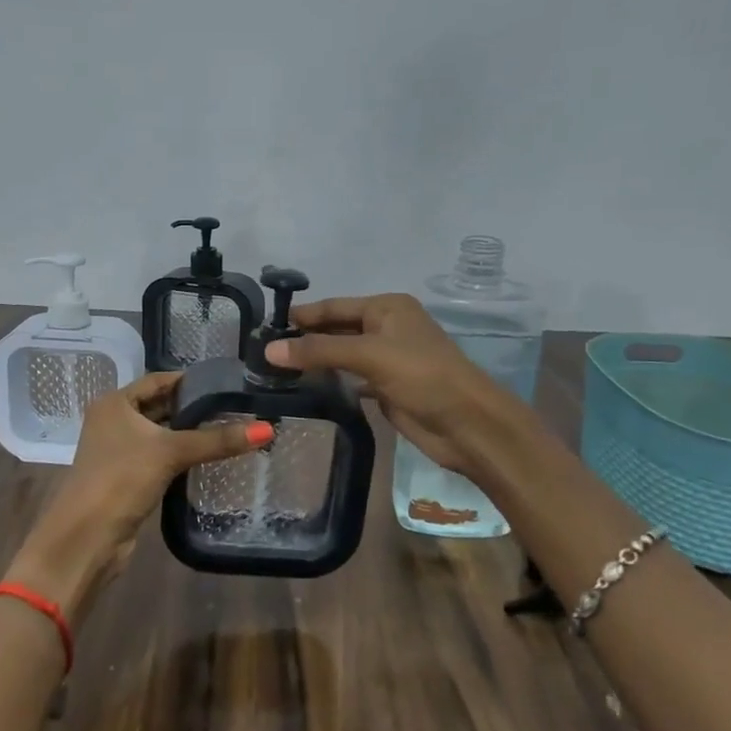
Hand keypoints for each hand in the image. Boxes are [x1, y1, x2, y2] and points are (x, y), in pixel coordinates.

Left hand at [6, 372, 271, 620]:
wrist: (87, 538)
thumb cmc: (122, 479)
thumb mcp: (171, 452)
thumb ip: (217, 439)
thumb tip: (267, 430)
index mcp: (114, 403)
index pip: (158, 380)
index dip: (190, 380)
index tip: (226, 382)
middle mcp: (113, 421)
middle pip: (160, 406)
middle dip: (193, 407)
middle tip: (235, 406)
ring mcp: (118, 450)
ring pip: (160, 433)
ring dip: (188, 433)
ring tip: (230, 428)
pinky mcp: (126, 477)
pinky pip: (159, 457)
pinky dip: (180, 454)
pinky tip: (208, 456)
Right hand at [265, 293, 533, 480]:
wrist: (468, 424)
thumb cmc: (422, 376)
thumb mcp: (369, 356)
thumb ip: (319, 351)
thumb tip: (268, 350)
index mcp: (387, 307)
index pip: (334, 306)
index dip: (302, 315)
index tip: (264, 325)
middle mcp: (386, 328)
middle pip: (337, 329)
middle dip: (305, 338)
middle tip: (262, 351)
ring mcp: (388, 359)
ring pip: (343, 355)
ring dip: (315, 361)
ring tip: (274, 369)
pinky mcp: (387, 388)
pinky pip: (351, 379)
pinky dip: (331, 382)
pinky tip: (305, 388)